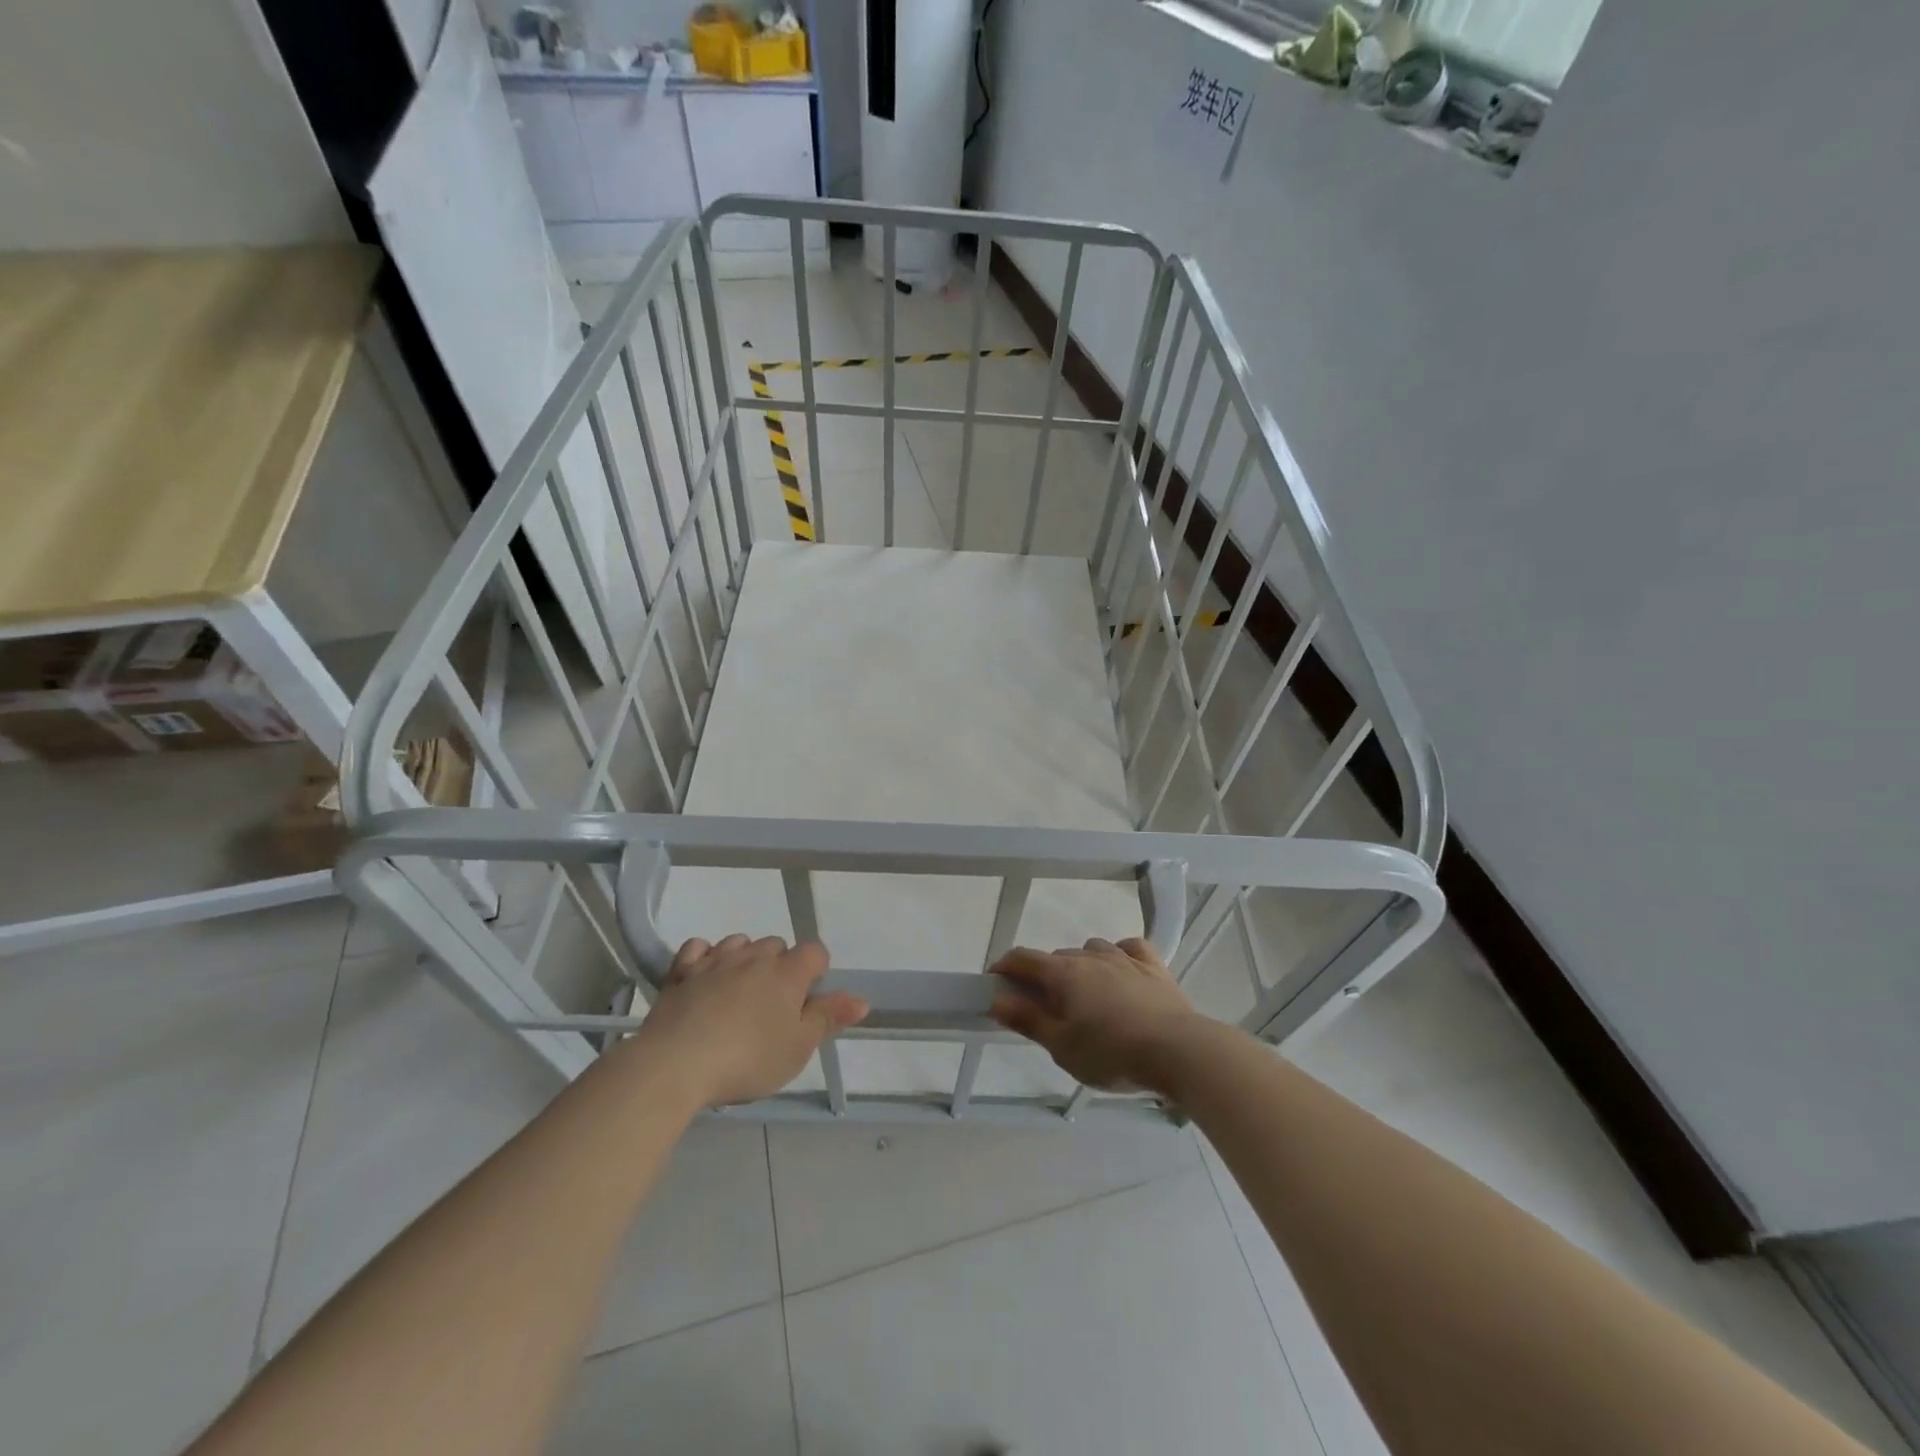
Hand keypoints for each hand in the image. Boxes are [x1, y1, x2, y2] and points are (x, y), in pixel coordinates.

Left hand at [633, 935, 867, 1106]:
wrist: (676, 1064)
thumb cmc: (747, 1059)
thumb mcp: (798, 1048)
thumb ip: (829, 1019)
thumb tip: (862, 999)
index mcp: (788, 973)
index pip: (815, 951)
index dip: (816, 971)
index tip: (807, 1000)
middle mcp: (754, 956)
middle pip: (776, 944)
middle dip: (780, 966)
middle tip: (773, 1005)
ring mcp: (715, 960)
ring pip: (739, 942)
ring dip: (745, 958)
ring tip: (739, 992)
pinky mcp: (681, 971)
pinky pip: (699, 948)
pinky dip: (705, 957)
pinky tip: (704, 977)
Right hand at [988, 937, 1204, 1092]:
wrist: (1178, 1051)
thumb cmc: (1112, 1053)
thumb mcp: (1062, 1046)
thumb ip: (1029, 1020)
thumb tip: (998, 999)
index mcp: (1063, 974)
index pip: (1023, 958)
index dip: (1005, 966)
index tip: (996, 982)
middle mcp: (1090, 956)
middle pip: (1057, 958)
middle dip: (1043, 976)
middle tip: (1043, 1007)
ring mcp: (1124, 958)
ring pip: (1092, 949)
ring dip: (1080, 965)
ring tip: (1084, 995)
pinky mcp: (1153, 967)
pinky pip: (1130, 949)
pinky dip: (1119, 955)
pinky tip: (1121, 970)